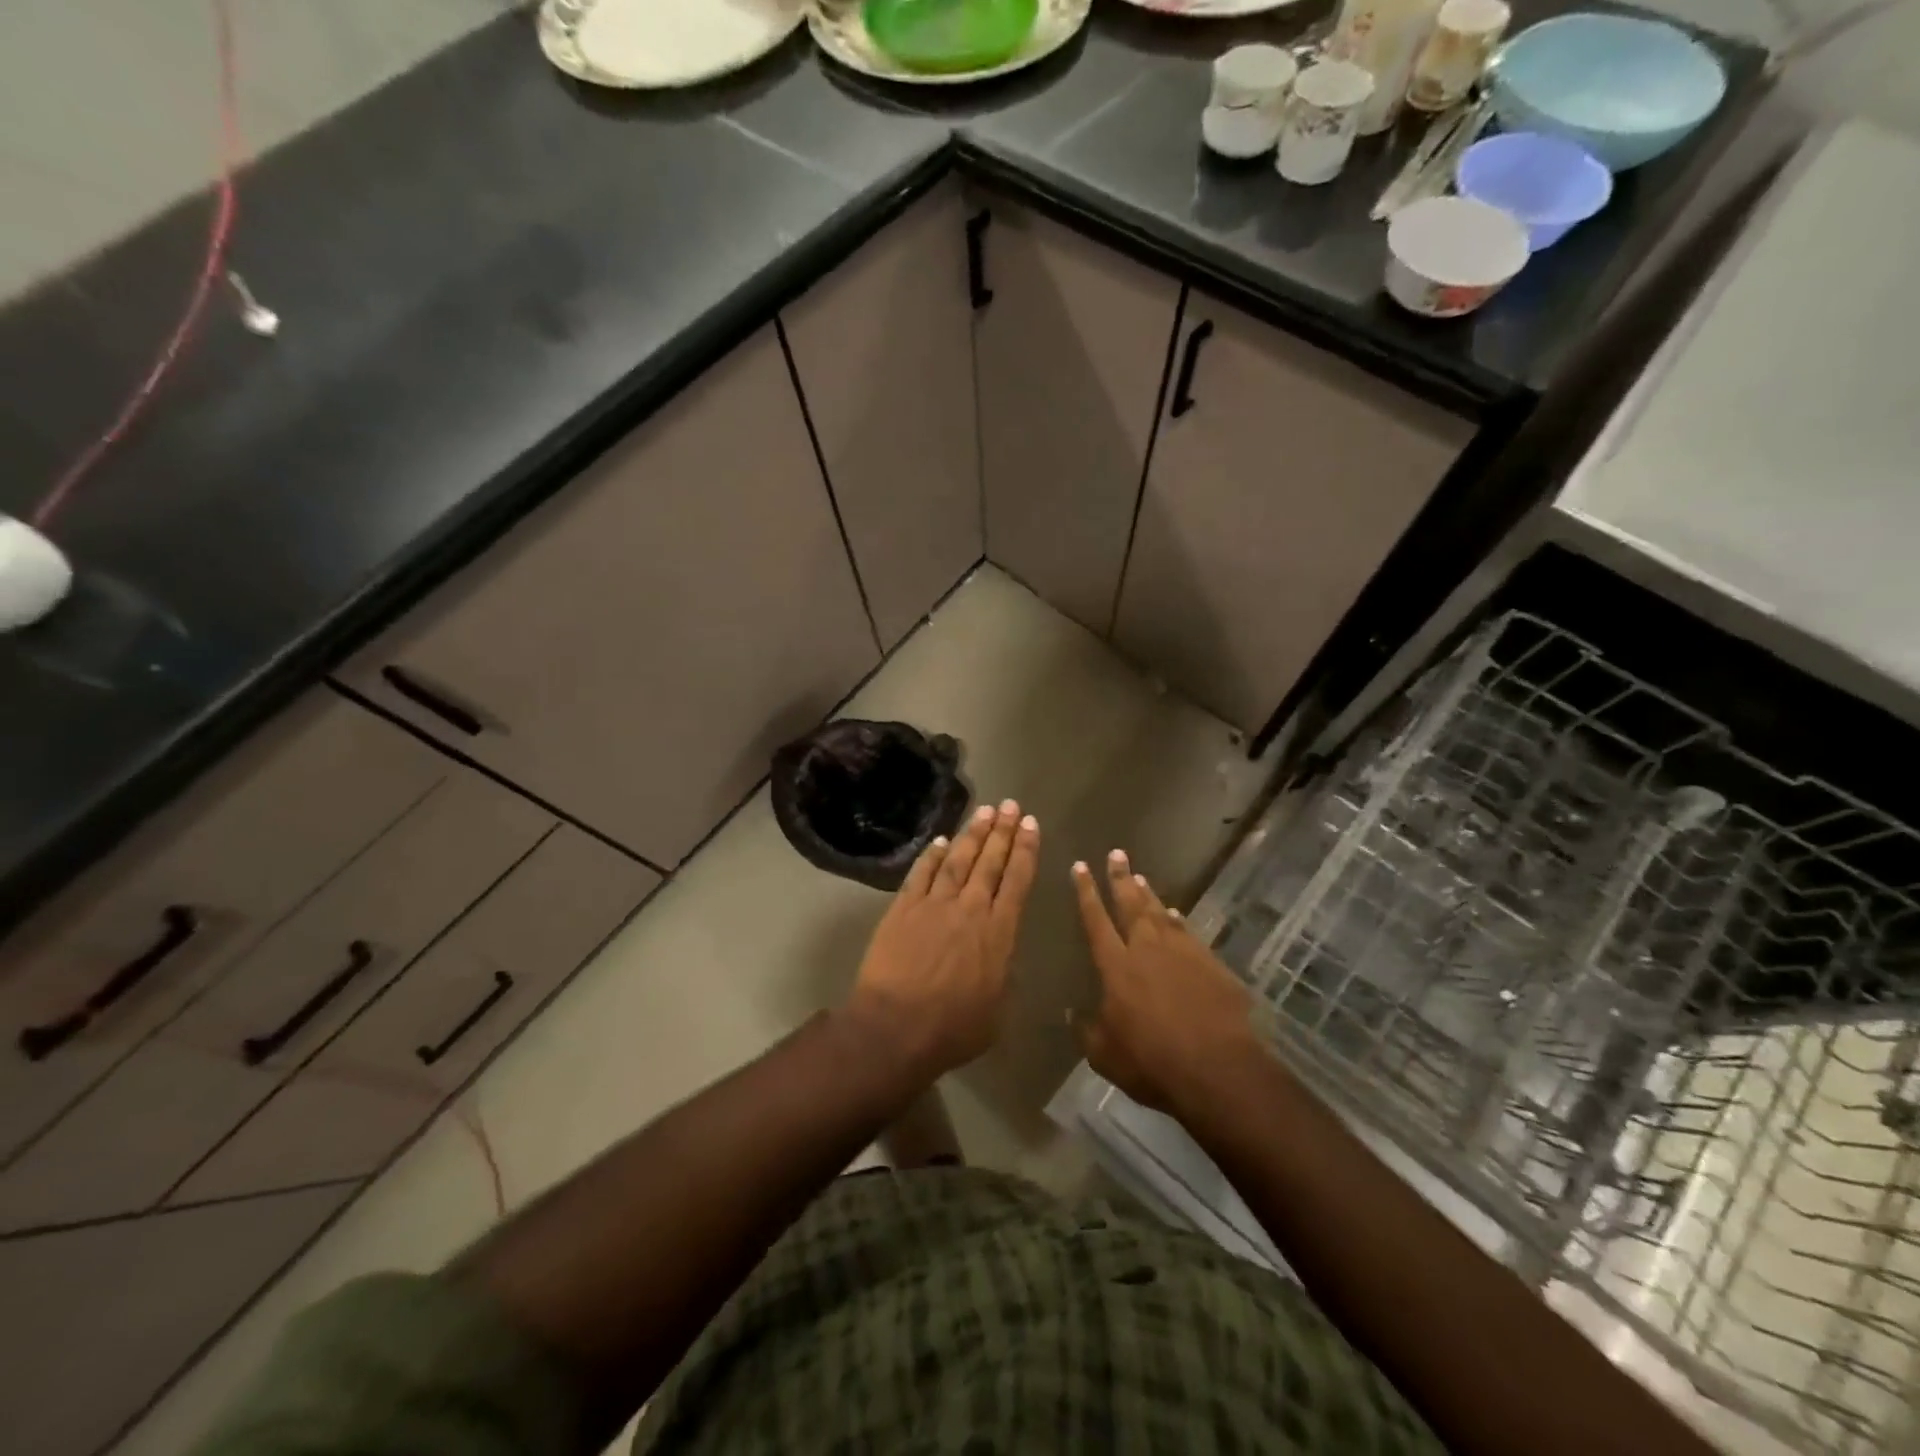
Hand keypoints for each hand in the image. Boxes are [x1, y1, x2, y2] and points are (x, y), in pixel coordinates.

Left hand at [845, 800, 1039, 1080]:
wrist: (896, 1026)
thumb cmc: (953, 1028)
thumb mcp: (997, 1009)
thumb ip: (1003, 974)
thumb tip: (1003, 955)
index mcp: (998, 932)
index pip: (1017, 880)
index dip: (1025, 850)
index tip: (1031, 824)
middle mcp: (970, 908)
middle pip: (990, 862)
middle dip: (1003, 831)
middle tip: (1012, 805)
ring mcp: (934, 904)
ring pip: (958, 859)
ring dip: (973, 834)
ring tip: (985, 811)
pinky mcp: (903, 908)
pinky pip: (921, 874)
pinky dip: (931, 856)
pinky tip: (940, 841)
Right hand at [1072, 851, 1259, 1113]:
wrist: (1217, 1069)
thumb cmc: (1152, 1062)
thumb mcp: (1105, 1055)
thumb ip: (1086, 1030)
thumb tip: (1072, 1012)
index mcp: (1116, 966)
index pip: (1095, 919)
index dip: (1086, 892)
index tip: (1080, 866)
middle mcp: (1147, 949)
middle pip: (1130, 904)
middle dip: (1120, 878)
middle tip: (1116, 853)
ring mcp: (1182, 953)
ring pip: (1160, 913)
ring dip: (1148, 894)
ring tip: (1140, 876)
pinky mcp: (1211, 964)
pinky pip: (1188, 932)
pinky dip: (1178, 920)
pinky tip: (1176, 914)